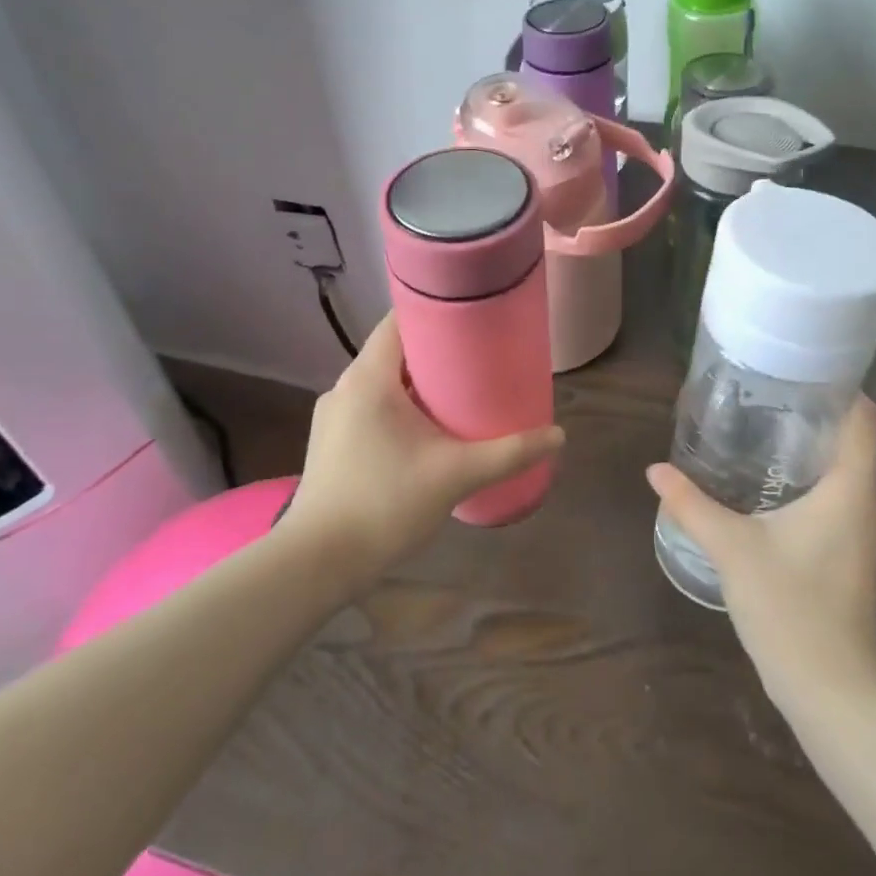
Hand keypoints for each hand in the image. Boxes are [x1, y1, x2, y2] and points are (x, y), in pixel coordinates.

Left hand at [283, 313, 563, 582]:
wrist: (317, 564)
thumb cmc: (385, 503)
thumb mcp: (456, 475)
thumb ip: (509, 453)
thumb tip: (558, 435)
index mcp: (368, 378)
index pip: (399, 321)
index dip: (435, 312)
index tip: (471, 317)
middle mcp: (344, 387)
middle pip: (393, 351)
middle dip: (434, 352)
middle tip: (477, 359)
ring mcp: (332, 416)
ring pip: (380, 382)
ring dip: (415, 383)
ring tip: (456, 393)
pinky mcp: (329, 443)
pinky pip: (368, 406)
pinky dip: (396, 407)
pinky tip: (422, 432)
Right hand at [646, 396, 875, 716]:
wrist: (835, 698)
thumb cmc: (790, 609)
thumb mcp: (733, 550)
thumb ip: (692, 506)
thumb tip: (656, 470)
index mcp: (852, 492)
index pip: (867, 421)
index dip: (844, 391)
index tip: (808, 376)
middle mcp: (873, 511)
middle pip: (855, 450)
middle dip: (815, 427)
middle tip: (768, 411)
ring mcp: (873, 544)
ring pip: (848, 485)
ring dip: (814, 467)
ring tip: (767, 453)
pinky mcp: (864, 570)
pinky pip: (845, 514)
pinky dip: (818, 500)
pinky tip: (780, 509)